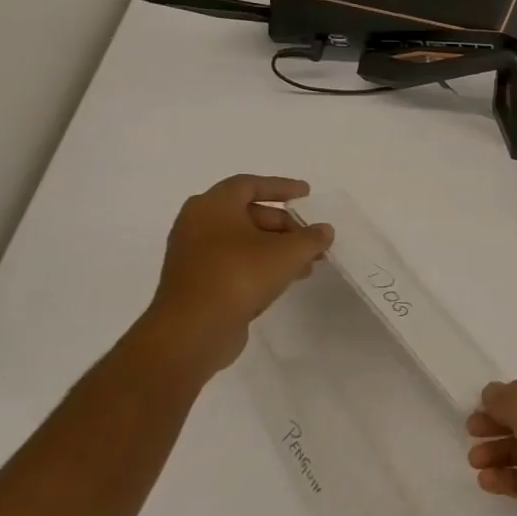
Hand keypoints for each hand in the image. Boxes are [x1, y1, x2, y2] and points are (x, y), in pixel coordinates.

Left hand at [142, 175, 333, 374]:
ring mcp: (193, 255)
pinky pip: (234, 262)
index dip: (281, 187)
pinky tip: (287, 278)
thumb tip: (323, 231)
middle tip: (310, 235)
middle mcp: (197, 225)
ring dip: (276, 247)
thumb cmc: (240, 275)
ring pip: (243, 241)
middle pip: (248, 214)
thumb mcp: (289, 252)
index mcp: (213, 206)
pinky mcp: (196, 282)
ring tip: (308, 262)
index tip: (306, 194)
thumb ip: (312, 237)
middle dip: (284, 223)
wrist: (193, 330)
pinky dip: (260, 264)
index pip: (249, 185)